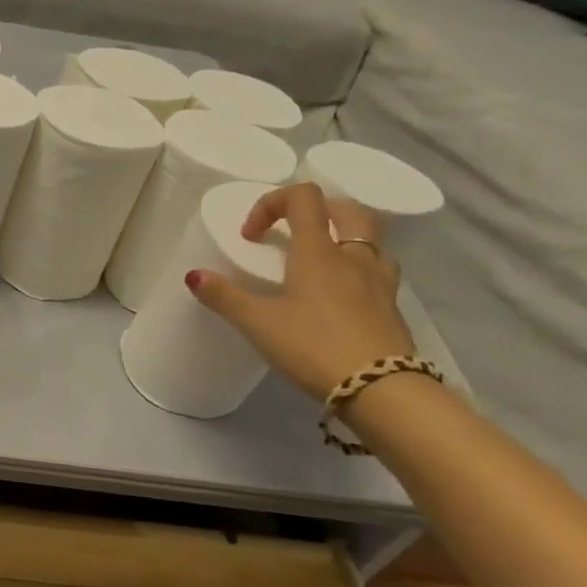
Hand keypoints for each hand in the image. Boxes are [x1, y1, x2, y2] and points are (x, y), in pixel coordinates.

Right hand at [186, 182, 415, 399]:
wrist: (380, 388)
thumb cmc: (313, 346)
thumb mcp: (258, 323)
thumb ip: (224, 296)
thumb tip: (194, 275)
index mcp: (318, 252)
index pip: (304, 198)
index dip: (272, 203)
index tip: (251, 236)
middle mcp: (354, 257)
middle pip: (347, 209)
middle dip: (317, 211)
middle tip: (292, 233)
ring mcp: (380, 281)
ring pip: (370, 239)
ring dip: (344, 237)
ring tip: (320, 262)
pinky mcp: (392, 306)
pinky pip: (378, 271)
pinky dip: (358, 269)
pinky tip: (342, 295)